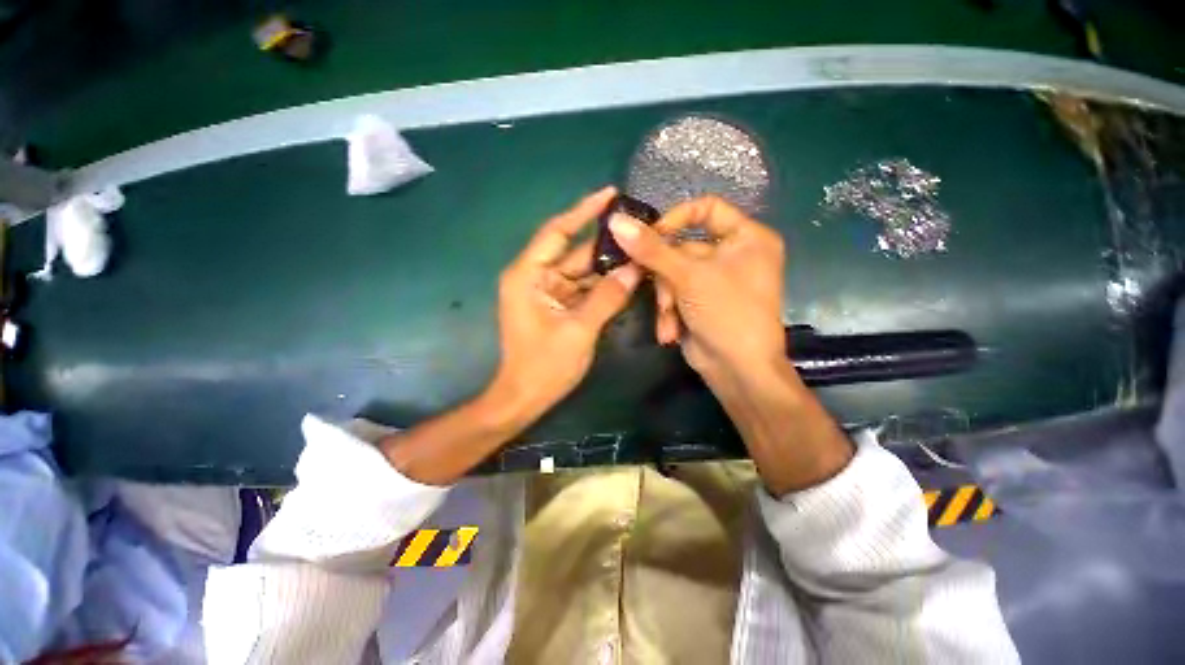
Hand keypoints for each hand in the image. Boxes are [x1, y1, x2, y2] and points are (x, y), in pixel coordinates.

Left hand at [491, 187, 642, 420]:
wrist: (524, 398)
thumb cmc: (544, 366)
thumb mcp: (579, 331)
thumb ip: (606, 298)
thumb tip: (633, 269)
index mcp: (529, 275)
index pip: (557, 232)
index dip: (583, 211)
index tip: (609, 194)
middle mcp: (535, 277)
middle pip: (574, 252)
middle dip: (605, 244)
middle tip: (638, 230)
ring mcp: (547, 292)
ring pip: (581, 271)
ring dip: (608, 266)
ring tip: (640, 252)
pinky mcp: (557, 306)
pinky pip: (583, 288)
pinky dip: (602, 286)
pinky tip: (626, 278)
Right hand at [608, 196, 785, 384]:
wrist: (738, 371)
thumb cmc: (726, 313)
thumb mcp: (688, 276)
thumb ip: (651, 249)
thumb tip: (616, 221)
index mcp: (746, 237)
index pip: (706, 209)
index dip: (675, 219)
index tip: (648, 237)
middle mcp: (732, 255)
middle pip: (681, 248)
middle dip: (665, 276)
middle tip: (651, 286)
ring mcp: (714, 280)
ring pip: (672, 275)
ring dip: (665, 299)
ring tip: (669, 317)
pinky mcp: (699, 302)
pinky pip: (675, 295)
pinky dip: (670, 312)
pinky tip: (670, 331)